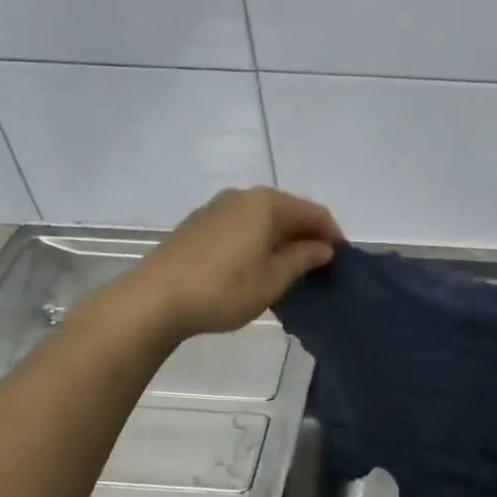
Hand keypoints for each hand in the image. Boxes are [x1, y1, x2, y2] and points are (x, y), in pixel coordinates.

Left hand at [102, 187, 342, 341]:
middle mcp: (243, 196)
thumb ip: (303, 259)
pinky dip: (258, 240)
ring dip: (281, 239)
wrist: (154, 299)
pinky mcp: (198, 224)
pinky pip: (241, 226)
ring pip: (263, 218)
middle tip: (319, 267)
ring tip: (290, 269)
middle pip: (288, 211)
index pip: (314, 213)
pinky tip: (257, 265)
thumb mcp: (273, 280)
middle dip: (307, 235)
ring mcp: (216, 208)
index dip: (333, 235)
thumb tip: (323, 247)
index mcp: (267, 204)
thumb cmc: (223, 289)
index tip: (342, 261)